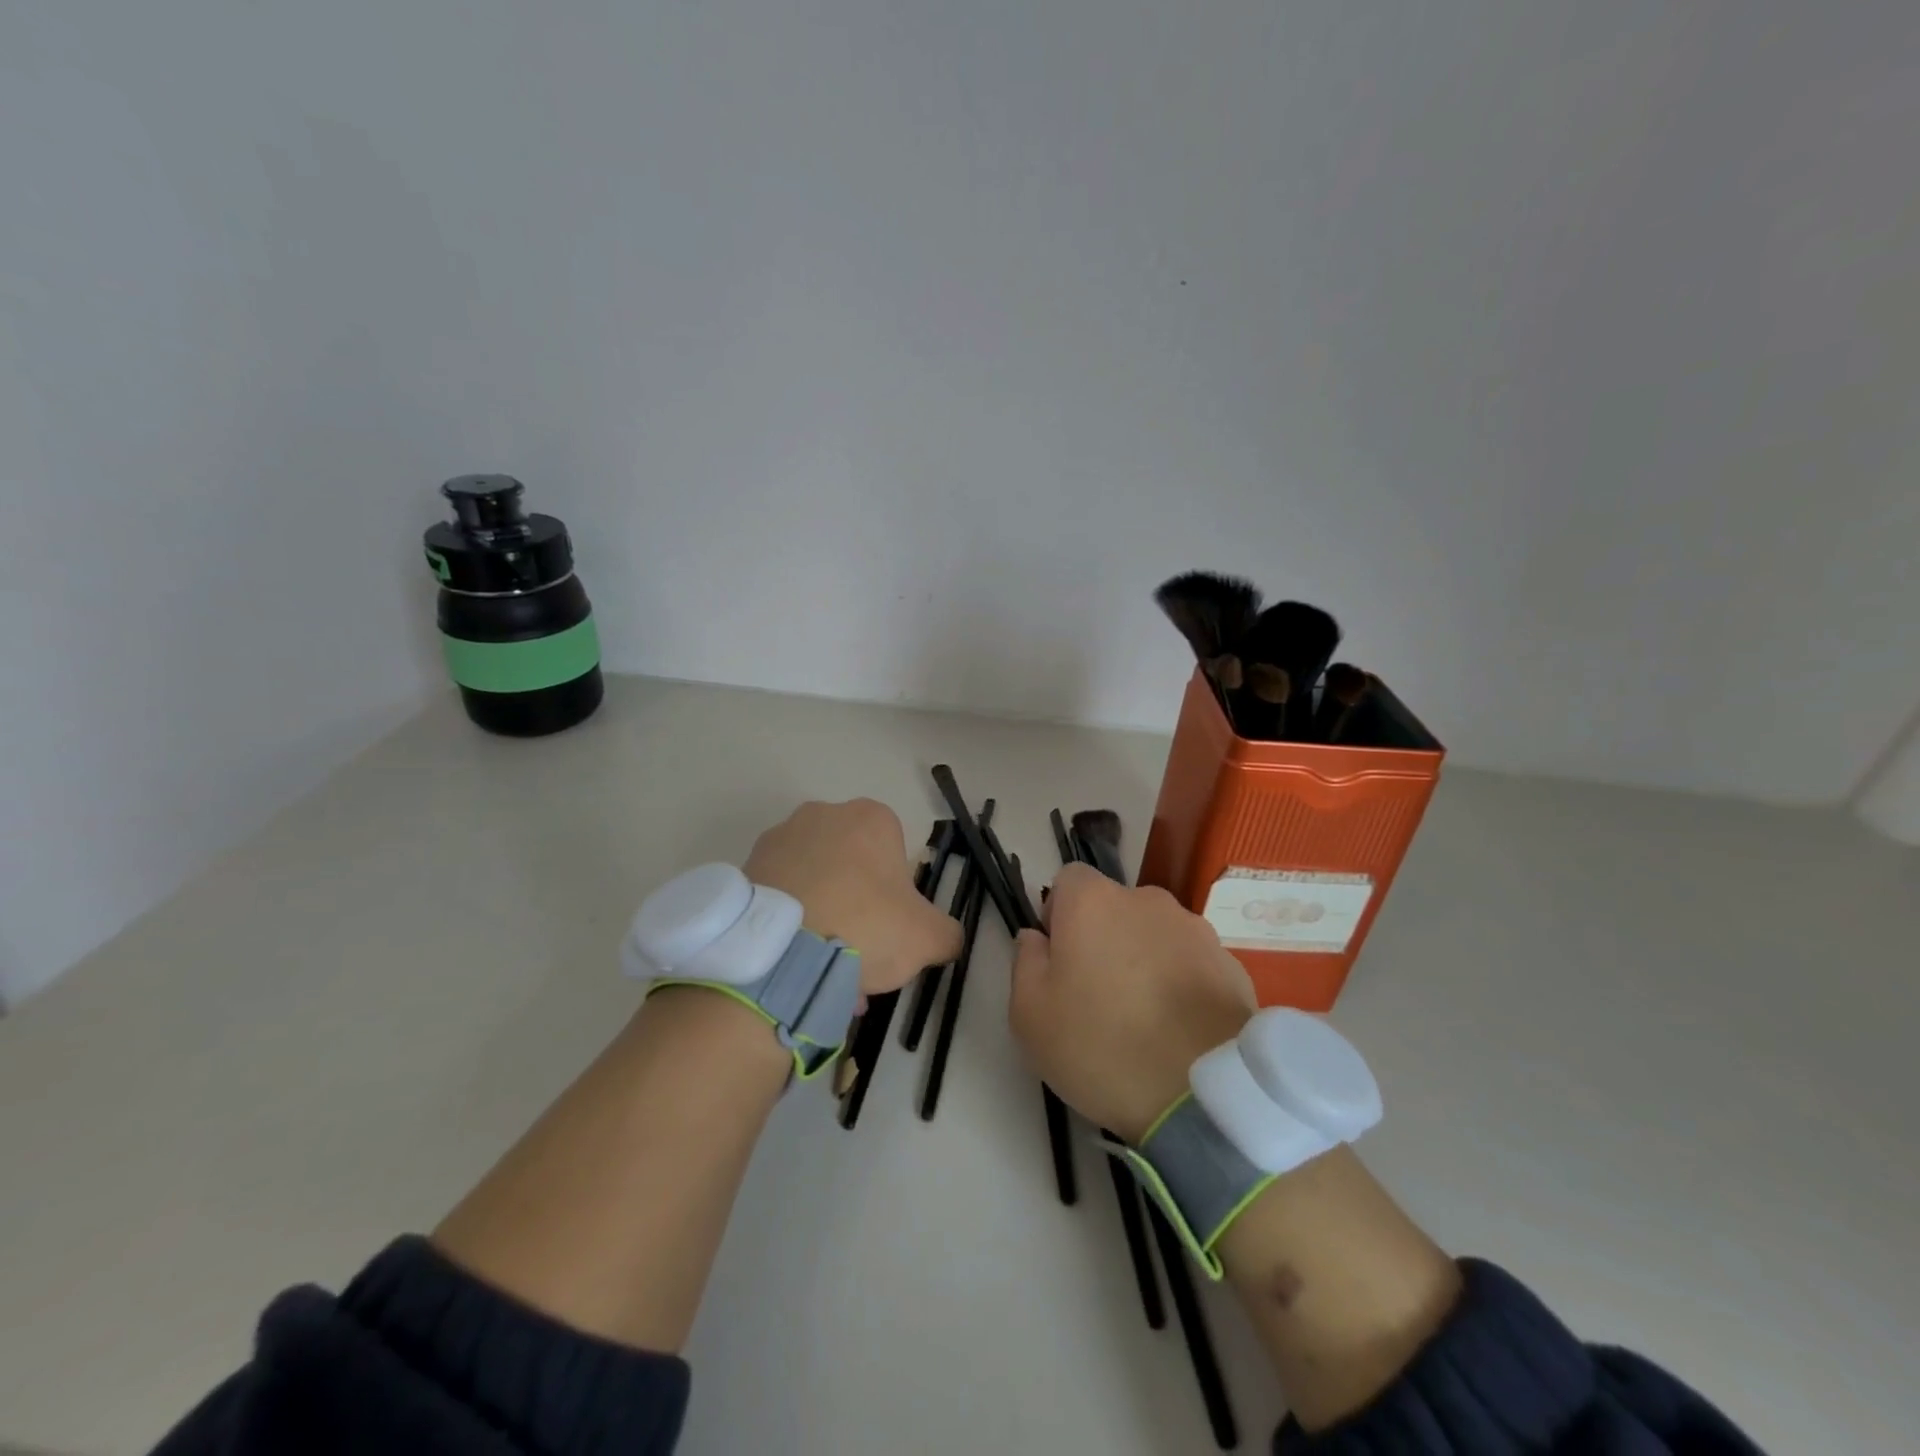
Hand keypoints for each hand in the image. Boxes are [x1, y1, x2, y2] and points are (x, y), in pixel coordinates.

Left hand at [743, 799, 961, 995]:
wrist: (779, 953)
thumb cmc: (864, 926)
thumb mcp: (927, 937)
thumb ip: (947, 933)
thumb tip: (947, 938)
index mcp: (870, 818)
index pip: (894, 850)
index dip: (896, 893)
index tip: (890, 928)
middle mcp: (823, 814)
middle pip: (851, 864)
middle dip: (857, 905)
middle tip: (859, 953)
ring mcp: (779, 837)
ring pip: (815, 880)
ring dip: (823, 916)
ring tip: (822, 969)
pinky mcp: (746, 866)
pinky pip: (780, 894)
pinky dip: (790, 922)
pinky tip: (794, 964)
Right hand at [1009, 863, 1251, 1142]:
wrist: (1205, 1094)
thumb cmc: (1102, 1046)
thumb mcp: (1030, 1014)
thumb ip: (1025, 962)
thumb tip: (1036, 938)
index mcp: (1093, 901)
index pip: (1068, 880)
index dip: (1058, 914)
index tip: (1059, 959)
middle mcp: (1147, 900)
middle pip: (1114, 907)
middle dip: (1103, 938)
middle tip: (1097, 995)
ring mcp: (1195, 930)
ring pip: (1154, 935)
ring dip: (1144, 961)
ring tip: (1144, 1018)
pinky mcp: (1231, 964)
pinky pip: (1191, 963)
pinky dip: (1181, 984)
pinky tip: (1178, 1030)